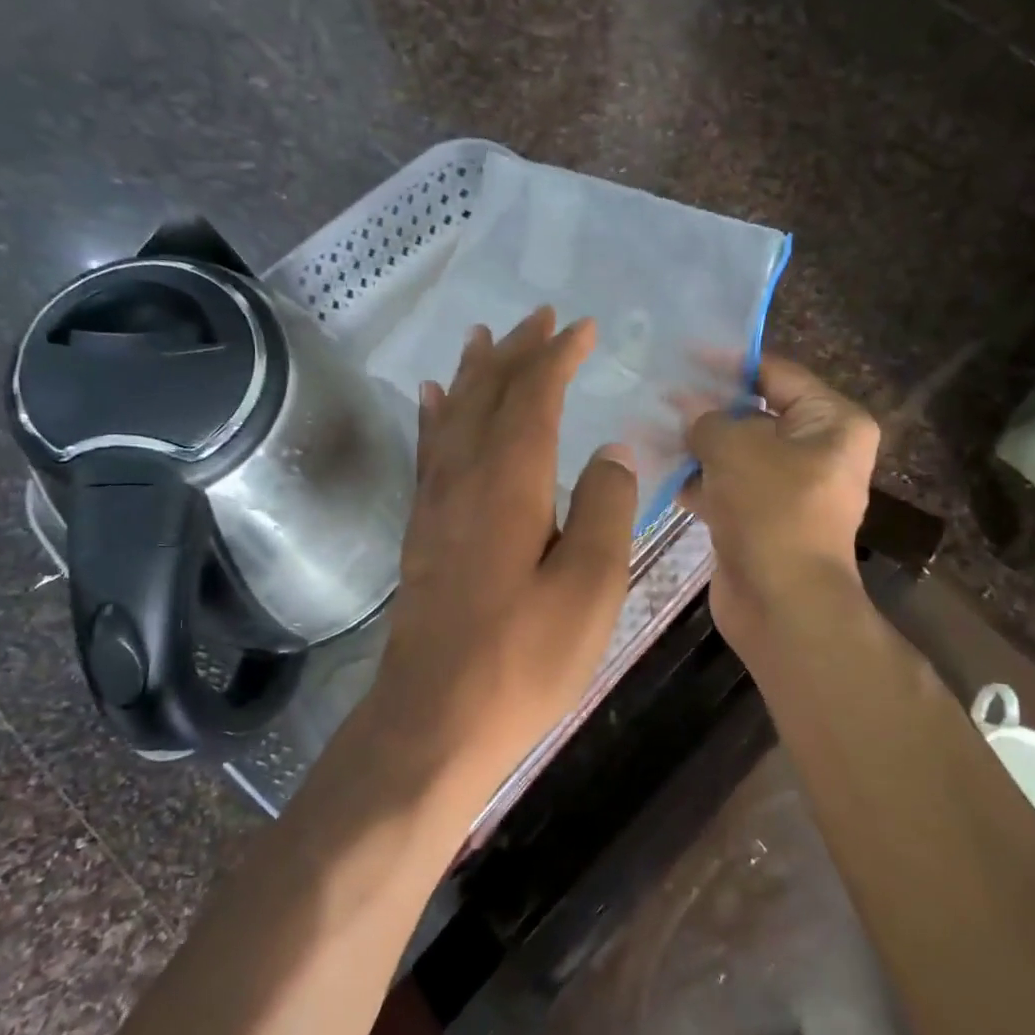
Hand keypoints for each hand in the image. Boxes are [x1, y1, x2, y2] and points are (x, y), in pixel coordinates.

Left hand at [373, 307, 637, 800]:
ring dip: (473, 373)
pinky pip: (428, 453)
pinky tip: (430, 399)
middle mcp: (465, 477)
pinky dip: (433, 417)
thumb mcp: (590, 588)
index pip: (534, 396)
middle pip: (488, 394)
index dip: (557, 356)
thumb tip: (611, 453)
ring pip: (452, 415)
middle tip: (540, 316)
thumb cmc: (523, 657)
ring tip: (483, 337)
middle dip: (516, 352)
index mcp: (510, 482)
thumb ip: (606, 510)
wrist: (436, 718)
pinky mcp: (422, 531)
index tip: (583, 328)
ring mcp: (435, 503)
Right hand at [679, 356, 879, 657]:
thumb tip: (687, 410)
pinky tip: (658, 469)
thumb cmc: (771, 509)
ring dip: (696, 445)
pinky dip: (697, 480)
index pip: (778, 375)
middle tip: (659, 392)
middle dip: (707, 407)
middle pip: (755, 414)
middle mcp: (817, 452)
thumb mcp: (735, 447)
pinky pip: (727, 487)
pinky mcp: (762, 520)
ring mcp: (789, 489)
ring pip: (736, 454)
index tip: (684, 354)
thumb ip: (707, 418)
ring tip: (648, 426)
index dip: (730, 364)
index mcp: (832, 423)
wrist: (781, 603)